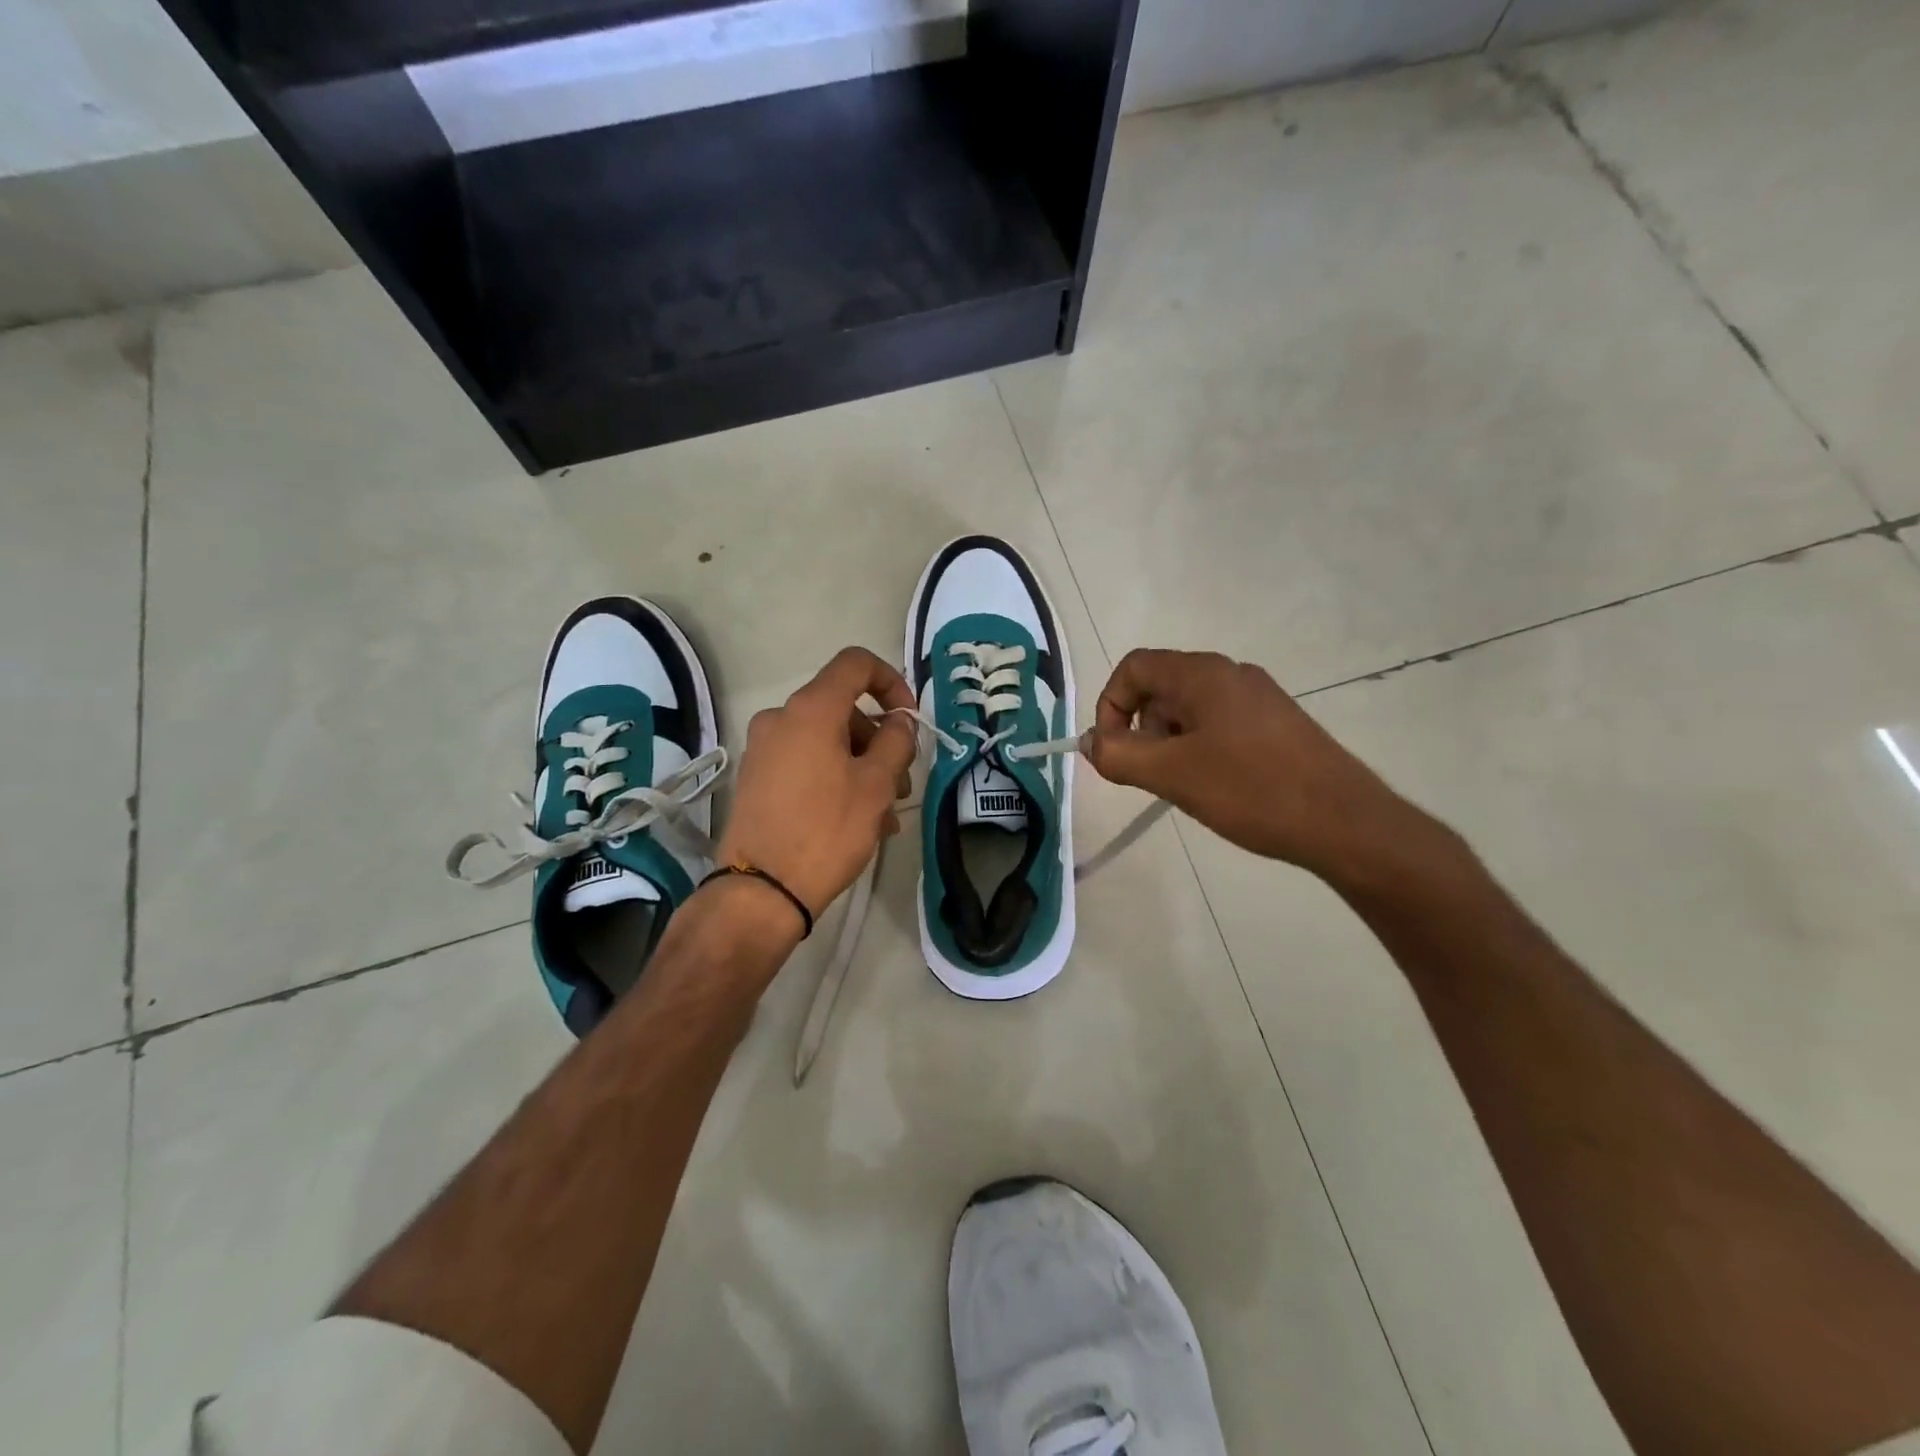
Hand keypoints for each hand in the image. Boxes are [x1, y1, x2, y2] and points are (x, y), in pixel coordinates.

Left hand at [715, 647, 917, 921]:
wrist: (761, 891)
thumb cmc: (826, 830)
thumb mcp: (877, 785)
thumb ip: (896, 741)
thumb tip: (899, 720)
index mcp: (810, 709)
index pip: (856, 664)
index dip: (892, 682)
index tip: (909, 719)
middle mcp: (781, 718)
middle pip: (843, 709)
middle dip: (880, 740)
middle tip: (902, 783)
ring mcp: (764, 749)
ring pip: (827, 741)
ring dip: (862, 766)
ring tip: (885, 814)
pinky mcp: (757, 778)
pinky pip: (806, 763)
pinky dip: (836, 778)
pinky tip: (858, 820)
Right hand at [1086, 648, 1434, 884]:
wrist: (1345, 823)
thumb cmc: (1252, 790)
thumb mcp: (1172, 774)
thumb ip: (1118, 754)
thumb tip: (1090, 742)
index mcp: (1203, 674)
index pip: (1134, 668)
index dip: (1110, 706)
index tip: (1113, 751)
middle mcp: (1230, 674)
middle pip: (1160, 688)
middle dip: (1141, 730)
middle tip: (1151, 774)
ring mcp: (1258, 698)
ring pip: (1189, 710)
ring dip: (1169, 744)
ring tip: (1185, 786)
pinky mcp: (1276, 724)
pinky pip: (1218, 725)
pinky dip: (1200, 750)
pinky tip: (1217, 787)